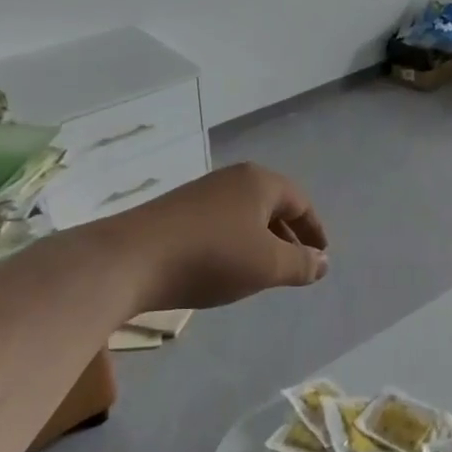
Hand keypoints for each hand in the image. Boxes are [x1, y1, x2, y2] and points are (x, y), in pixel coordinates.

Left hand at [117, 162, 328, 310]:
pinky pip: (219, 224)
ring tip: (262, 271)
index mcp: (259, 182)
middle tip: (296, 264)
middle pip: (271, 205)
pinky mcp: (175, 212)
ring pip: (243, 216)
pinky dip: (233, 243)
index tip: (321, 255)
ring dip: (259, 241)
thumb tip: (323, 262)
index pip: (300, 202)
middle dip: (288, 236)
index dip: (315, 230)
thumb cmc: (211, 257)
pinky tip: (224, 269)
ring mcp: (200, 194)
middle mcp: (231, 179)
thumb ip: (301, 264)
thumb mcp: (267, 265)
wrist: (128, 260)